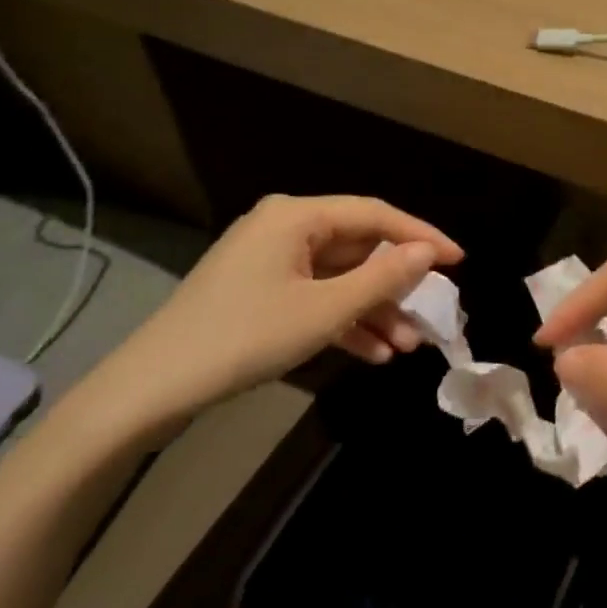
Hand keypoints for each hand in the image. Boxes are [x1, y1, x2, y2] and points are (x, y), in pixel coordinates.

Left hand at [78, 195, 461, 434]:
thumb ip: (382, 278)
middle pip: (359, 248)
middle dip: (396, 286)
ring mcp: (270, 262)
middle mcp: (285, 228)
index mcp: (297, 216)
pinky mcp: (260, 292)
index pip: (375, 215)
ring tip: (408, 346)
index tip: (458, 261)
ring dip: (374, 310)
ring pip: (340, 278)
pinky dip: (344, 321)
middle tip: (433, 314)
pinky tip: (373, 353)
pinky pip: (316, 297)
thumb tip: (427, 253)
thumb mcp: (323, 311)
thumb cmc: (243, 338)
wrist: (148, 392)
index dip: (421, 237)